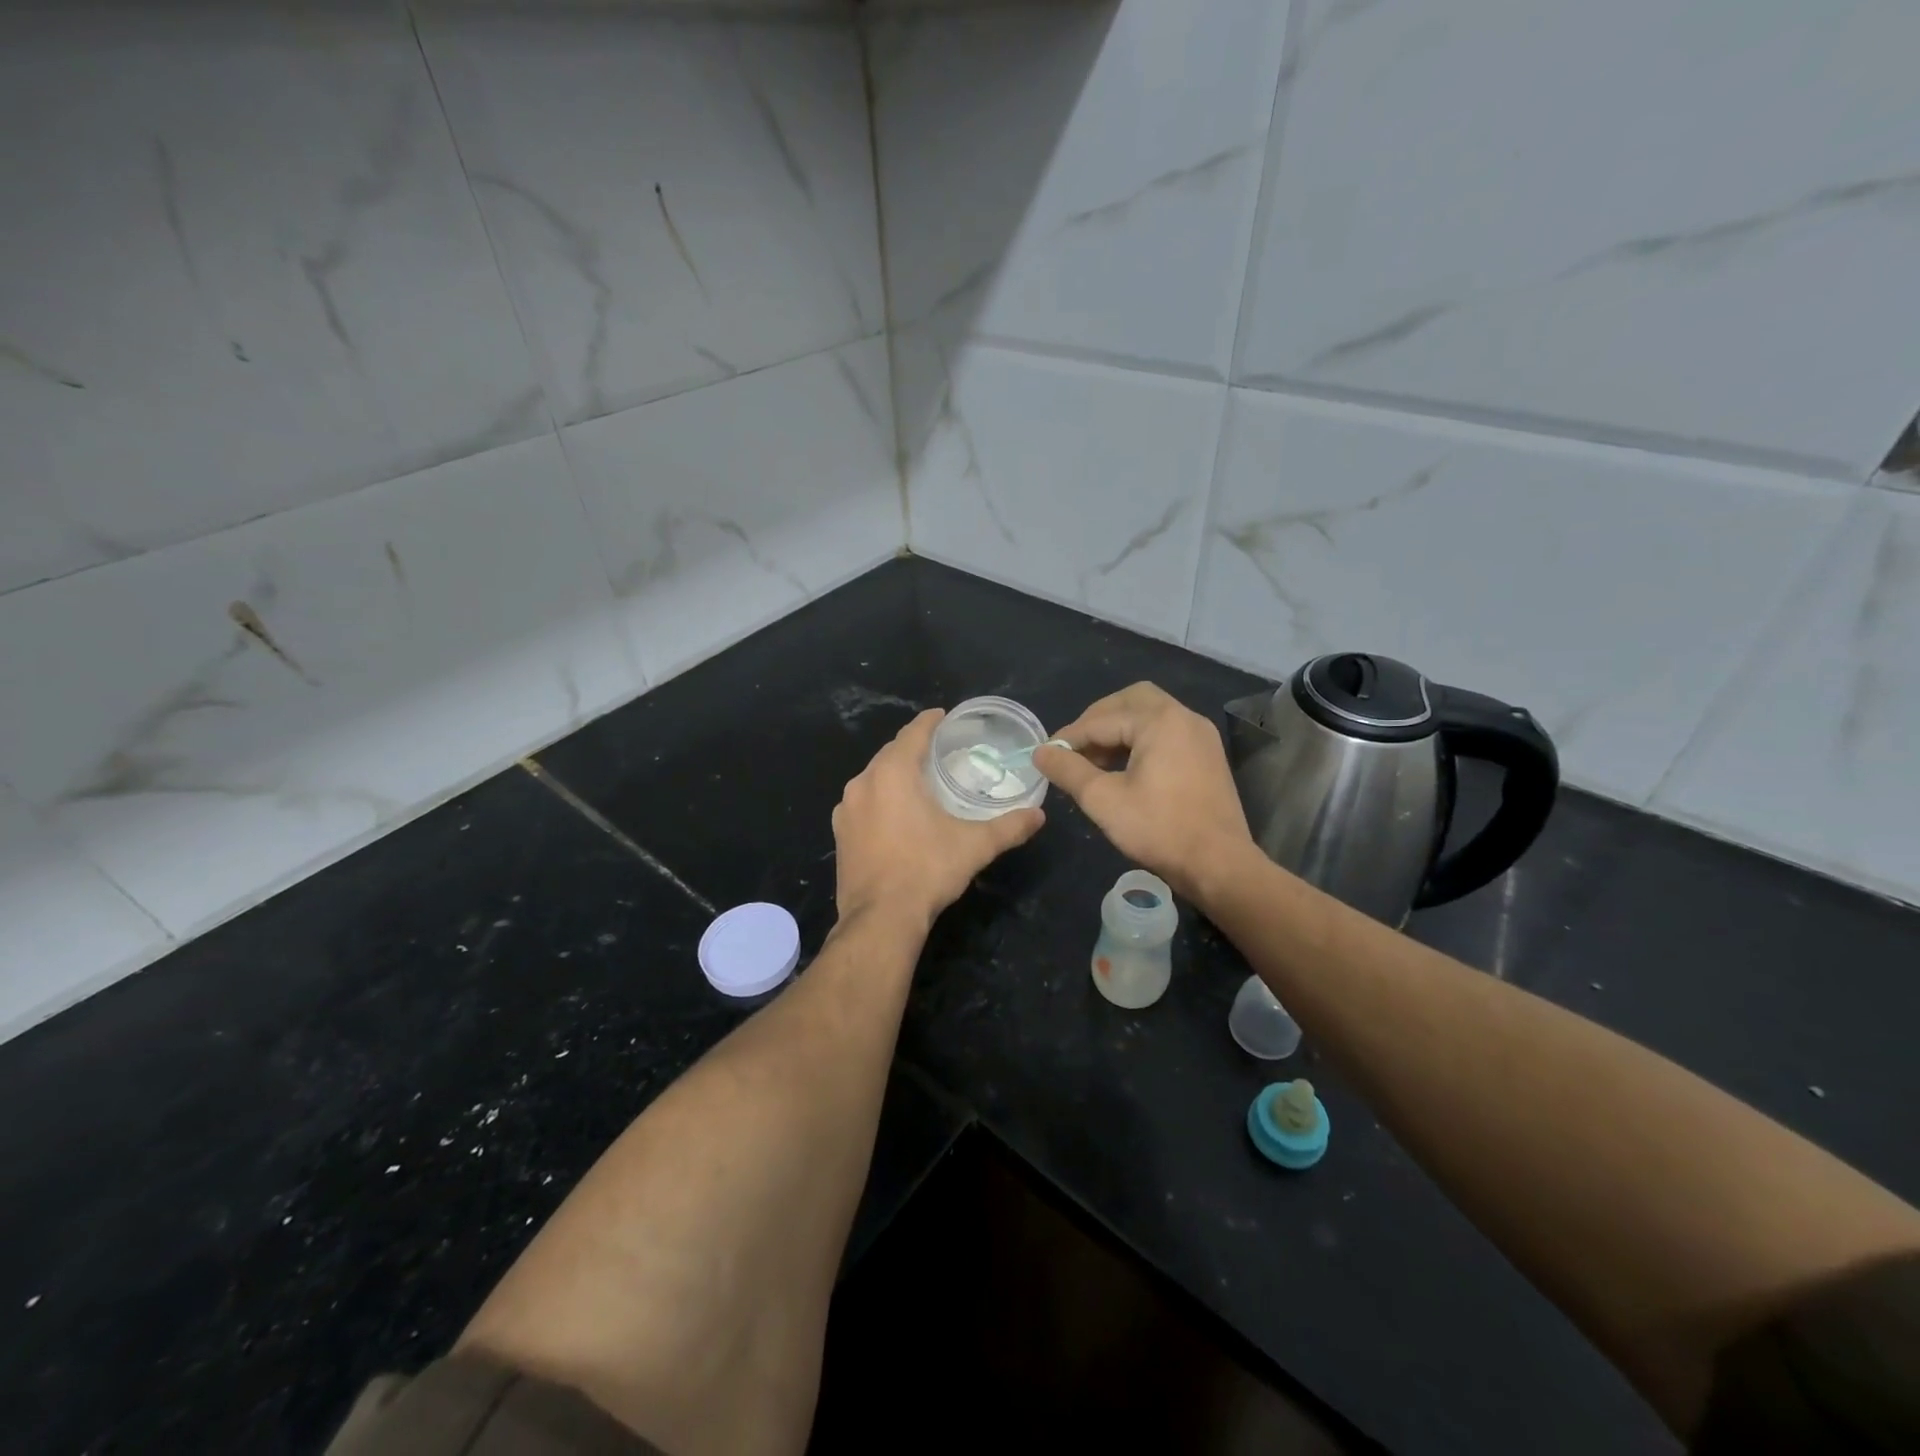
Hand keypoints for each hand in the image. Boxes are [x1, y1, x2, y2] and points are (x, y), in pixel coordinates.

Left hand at [833, 709, 1044, 928]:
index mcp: (892, 773)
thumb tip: (1039, 815)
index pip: (913, 733)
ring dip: (895, 774)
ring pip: (874, 778)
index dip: (930, 722)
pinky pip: (863, 803)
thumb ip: (1009, 827)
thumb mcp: (975, 846)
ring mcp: (846, 810)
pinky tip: (896, 814)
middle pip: (891, 753)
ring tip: (920, 780)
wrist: (880, 919)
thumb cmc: (927, 870)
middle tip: (940, 751)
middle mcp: (863, 783)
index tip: (945, 717)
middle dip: (914, 748)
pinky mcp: (840, 834)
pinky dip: (880, 799)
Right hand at [1034, 682, 1253, 904]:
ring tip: (1093, 761)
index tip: (1045, 755)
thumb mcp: (1103, 799)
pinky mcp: (1207, 755)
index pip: (1102, 720)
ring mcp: (1200, 735)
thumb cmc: (1159, 829)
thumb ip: (1068, 770)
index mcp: (1160, 721)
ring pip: (1150, 715)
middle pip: (1131, 701)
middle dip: (1098, 720)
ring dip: (1119, 730)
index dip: (1069, 737)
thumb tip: (1040, 752)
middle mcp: (1184, 717)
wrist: (1219, 865)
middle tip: (1074, 747)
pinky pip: (1166, 733)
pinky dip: (1140, 741)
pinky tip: (1123, 769)